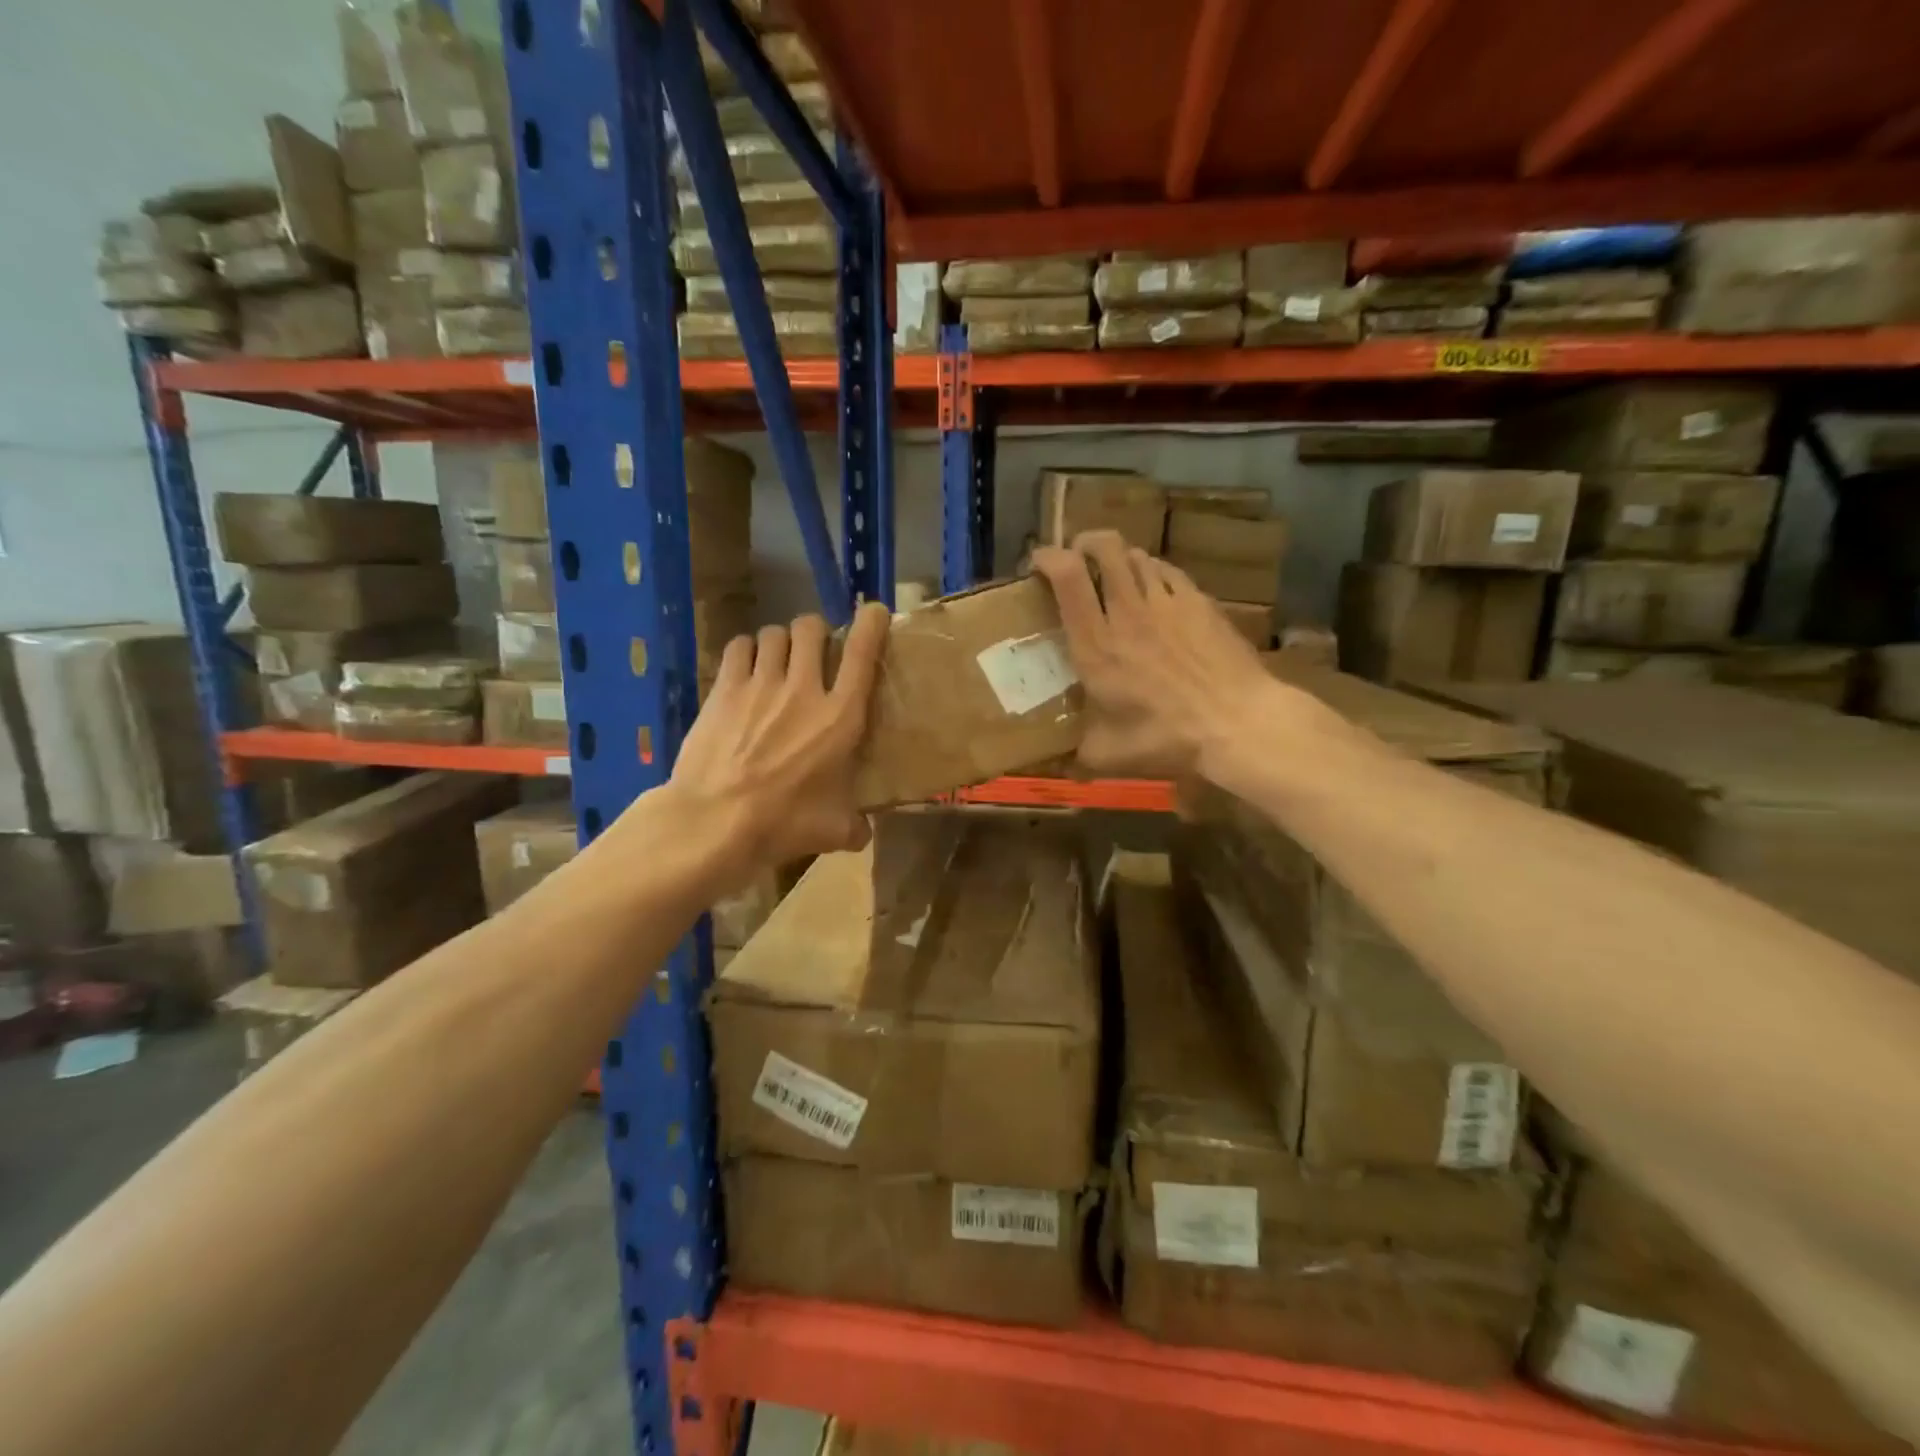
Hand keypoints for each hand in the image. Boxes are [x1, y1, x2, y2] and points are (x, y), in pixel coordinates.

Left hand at [661, 602, 890, 889]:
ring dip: (781, 641)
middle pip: (811, 628)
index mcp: (841, 717)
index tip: (873, 613)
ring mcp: (760, 685)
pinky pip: (739, 647)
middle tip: (814, 650)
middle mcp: (804, 689)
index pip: (863, 652)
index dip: (871, 623)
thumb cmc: (784, 823)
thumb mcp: (832, 830)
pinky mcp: (725, 689)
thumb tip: (863, 834)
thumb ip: (854, 827)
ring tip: (778, 658)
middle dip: (816, 631)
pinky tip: (746, 666)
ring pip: (774, 633)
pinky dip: (747, 650)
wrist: (716, 821)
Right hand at [1031, 531, 1280, 783]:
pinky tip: (1155, 590)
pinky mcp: (1199, 601)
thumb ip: (1080, 755)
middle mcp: (1127, 611)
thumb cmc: (1167, 737)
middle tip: (1078, 557)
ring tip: (1116, 573)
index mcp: (1096, 643)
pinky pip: (1168, 571)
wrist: (1237, 722)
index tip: (1038, 562)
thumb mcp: (1110, 755)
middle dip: (1085, 542)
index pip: (1066, 577)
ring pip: (1137, 555)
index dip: (1047, 558)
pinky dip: (1153, 571)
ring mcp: (1167, 601)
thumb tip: (1062, 768)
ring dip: (1119, 557)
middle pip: (1103, 547)